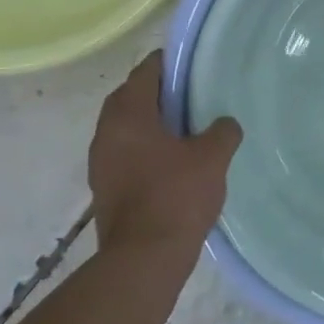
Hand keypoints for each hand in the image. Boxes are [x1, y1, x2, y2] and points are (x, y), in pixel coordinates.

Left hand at [88, 52, 242, 255]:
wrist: (144, 259)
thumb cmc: (176, 196)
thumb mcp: (212, 158)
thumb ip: (222, 132)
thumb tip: (224, 124)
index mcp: (128, 114)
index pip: (145, 72)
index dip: (168, 64)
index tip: (191, 66)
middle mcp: (106, 131)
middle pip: (130, 97)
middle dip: (157, 93)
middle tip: (190, 97)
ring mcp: (100, 161)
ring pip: (125, 128)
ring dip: (149, 124)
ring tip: (184, 130)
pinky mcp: (104, 187)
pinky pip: (124, 154)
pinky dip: (143, 149)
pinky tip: (171, 163)